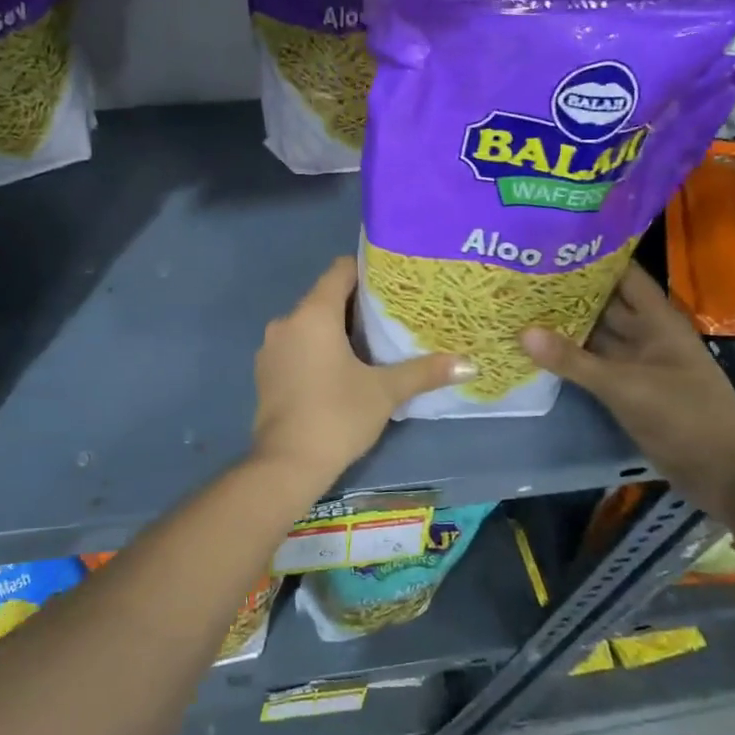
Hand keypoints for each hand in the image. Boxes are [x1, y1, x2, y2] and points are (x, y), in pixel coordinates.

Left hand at [251, 257, 469, 482]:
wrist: (286, 463)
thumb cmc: (337, 416)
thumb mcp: (385, 392)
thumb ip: (424, 371)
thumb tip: (470, 364)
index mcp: (313, 314)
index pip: (340, 270)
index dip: (367, 271)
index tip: (394, 283)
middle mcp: (287, 321)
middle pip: (325, 297)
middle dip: (357, 305)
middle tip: (392, 316)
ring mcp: (271, 347)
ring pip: (309, 324)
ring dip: (336, 329)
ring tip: (371, 343)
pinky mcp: (265, 371)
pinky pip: (296, 345)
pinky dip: (317, 348)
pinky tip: (340, 369)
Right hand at [521, 263, 734, 521]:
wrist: (726, 474)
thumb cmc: (686, 416)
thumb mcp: (626, 386)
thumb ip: (574, 360)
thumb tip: (522, 331)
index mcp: (657, 320)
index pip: (622, 274)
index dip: (591, 257)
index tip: (549, 242)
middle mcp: (646, 335)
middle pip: (603, 303)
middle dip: (567, 290)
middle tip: (519, 273)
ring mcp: (636, 363)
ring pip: (595, 335)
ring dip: (563, 324)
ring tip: (517, 305)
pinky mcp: (627, 390)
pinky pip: (592, 365)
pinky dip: (567, 357)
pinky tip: (534, 349)